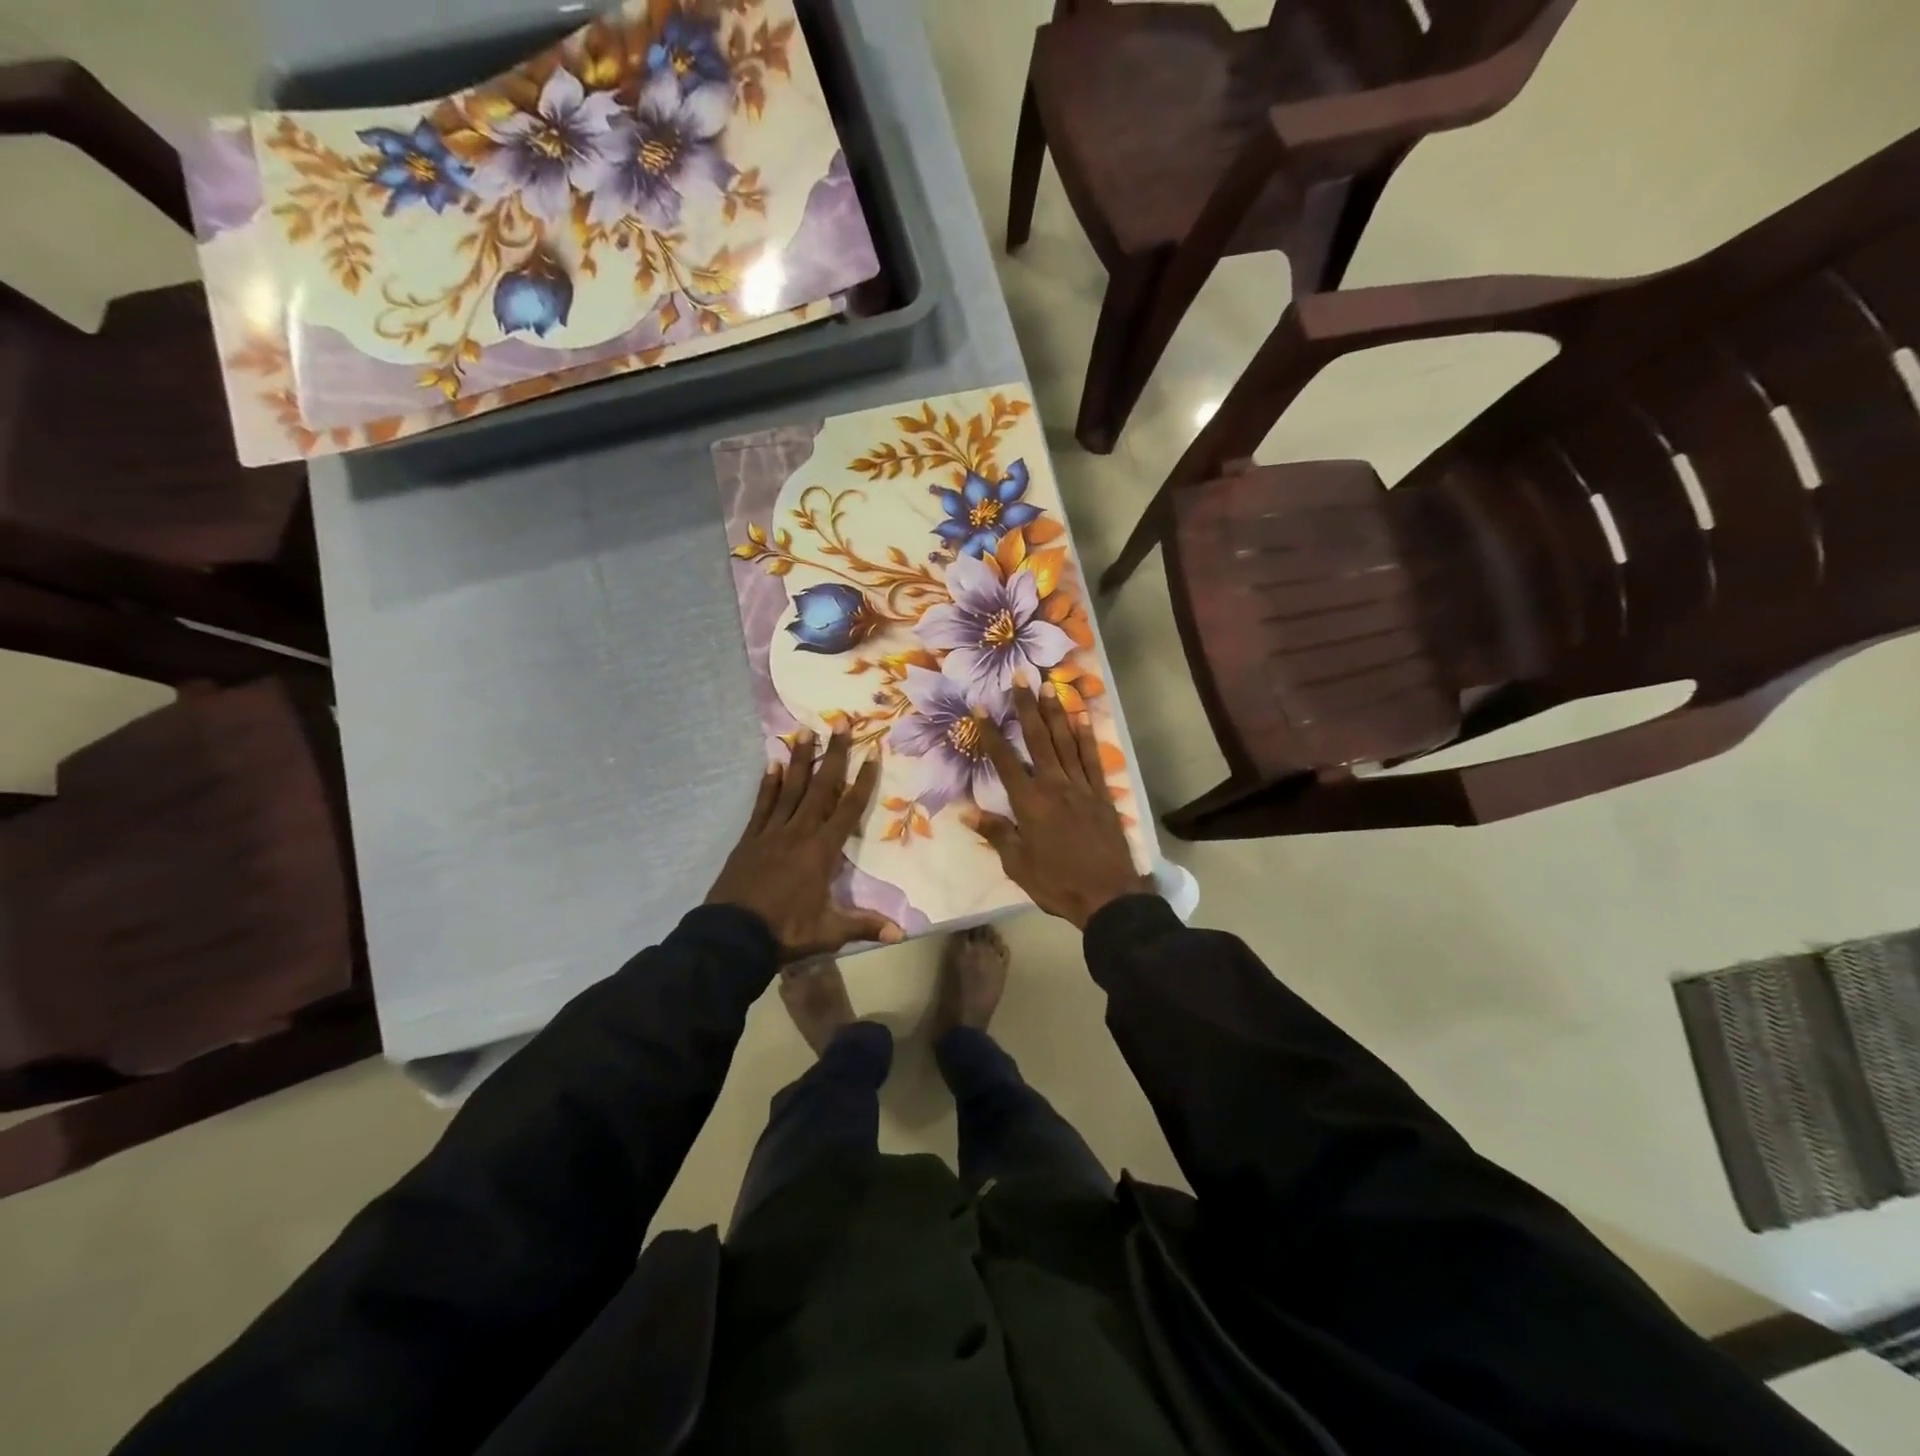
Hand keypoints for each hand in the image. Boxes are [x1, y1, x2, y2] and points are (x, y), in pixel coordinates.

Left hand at [707, 729, 904, 959]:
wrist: (732, 937)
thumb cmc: (785, 932)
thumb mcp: (829, 932)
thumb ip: (864, 926)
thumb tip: (901, 934)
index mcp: (821, 851)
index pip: (848, 809)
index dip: (863, 780)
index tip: (873, 751)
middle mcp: (799, 832)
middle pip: (821, 787)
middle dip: (834, 754)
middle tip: (840, 721)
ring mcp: (771, 832)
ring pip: (790, 788)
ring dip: (800, 759)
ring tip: (805, 731)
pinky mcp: (750, 839)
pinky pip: (762, 804)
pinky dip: (769, 784)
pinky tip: (773, 764)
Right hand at [965, 685, 1152, 929]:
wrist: (1108, 896)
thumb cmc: (1057, 883)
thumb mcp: (1017, 865)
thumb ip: (996, 833)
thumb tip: (967, 811)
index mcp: (1029, 803)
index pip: (1004, 761)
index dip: (991, 733)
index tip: (980, 707)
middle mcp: (1054, 785)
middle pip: (1038, 739)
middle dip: (1027, 707)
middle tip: (1021, 677)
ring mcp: (1081, 787)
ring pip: (1066, 742)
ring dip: (1056, 712)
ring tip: (1049, 686)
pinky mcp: (1102, 794)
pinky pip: (1092, 759)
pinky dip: (1087, 736)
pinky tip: (1082, 717)